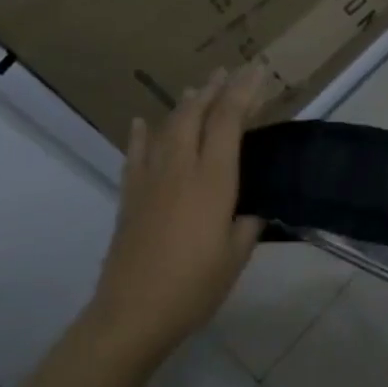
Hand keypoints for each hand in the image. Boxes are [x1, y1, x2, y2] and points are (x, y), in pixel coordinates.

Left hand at [86, 64, 266, 365]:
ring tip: (197, 89)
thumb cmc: (194, 285)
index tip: (257, 72)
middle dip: (214, 89)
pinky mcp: (129, 198)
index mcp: (213, 180)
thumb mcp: (237, 253)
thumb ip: (247, 222)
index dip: (244, 93)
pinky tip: (141, 124)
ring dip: (184, 105)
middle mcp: (180, 170)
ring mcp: (150, 181)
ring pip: (166, 128)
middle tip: (230, 72)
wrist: (132, 314)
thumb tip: (251, 208)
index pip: (229, 122)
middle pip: (195, 115)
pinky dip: (140, 135)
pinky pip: (135, 155)